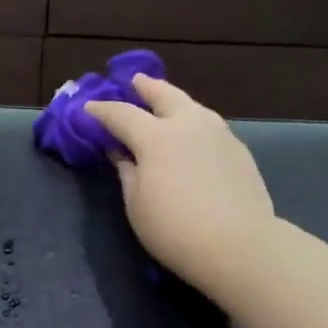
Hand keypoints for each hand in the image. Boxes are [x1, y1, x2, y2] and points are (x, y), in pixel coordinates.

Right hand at [84, 75, 279, 303]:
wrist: (239, 245)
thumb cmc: (174, 229)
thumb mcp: (136, 204)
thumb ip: (127, 172)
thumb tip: (120, 153)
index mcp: (156, 136)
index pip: (121, 114)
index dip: (101, 111)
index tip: (88, 109)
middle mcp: (188, 124)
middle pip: (164, 95)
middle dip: (146, 87)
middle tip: (134, 81)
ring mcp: (218, 134)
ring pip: (192, 106)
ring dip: (174, 101)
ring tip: (164, 103)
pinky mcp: (238, 150)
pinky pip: (208, 125)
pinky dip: (192, 122)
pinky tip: (189, 135)